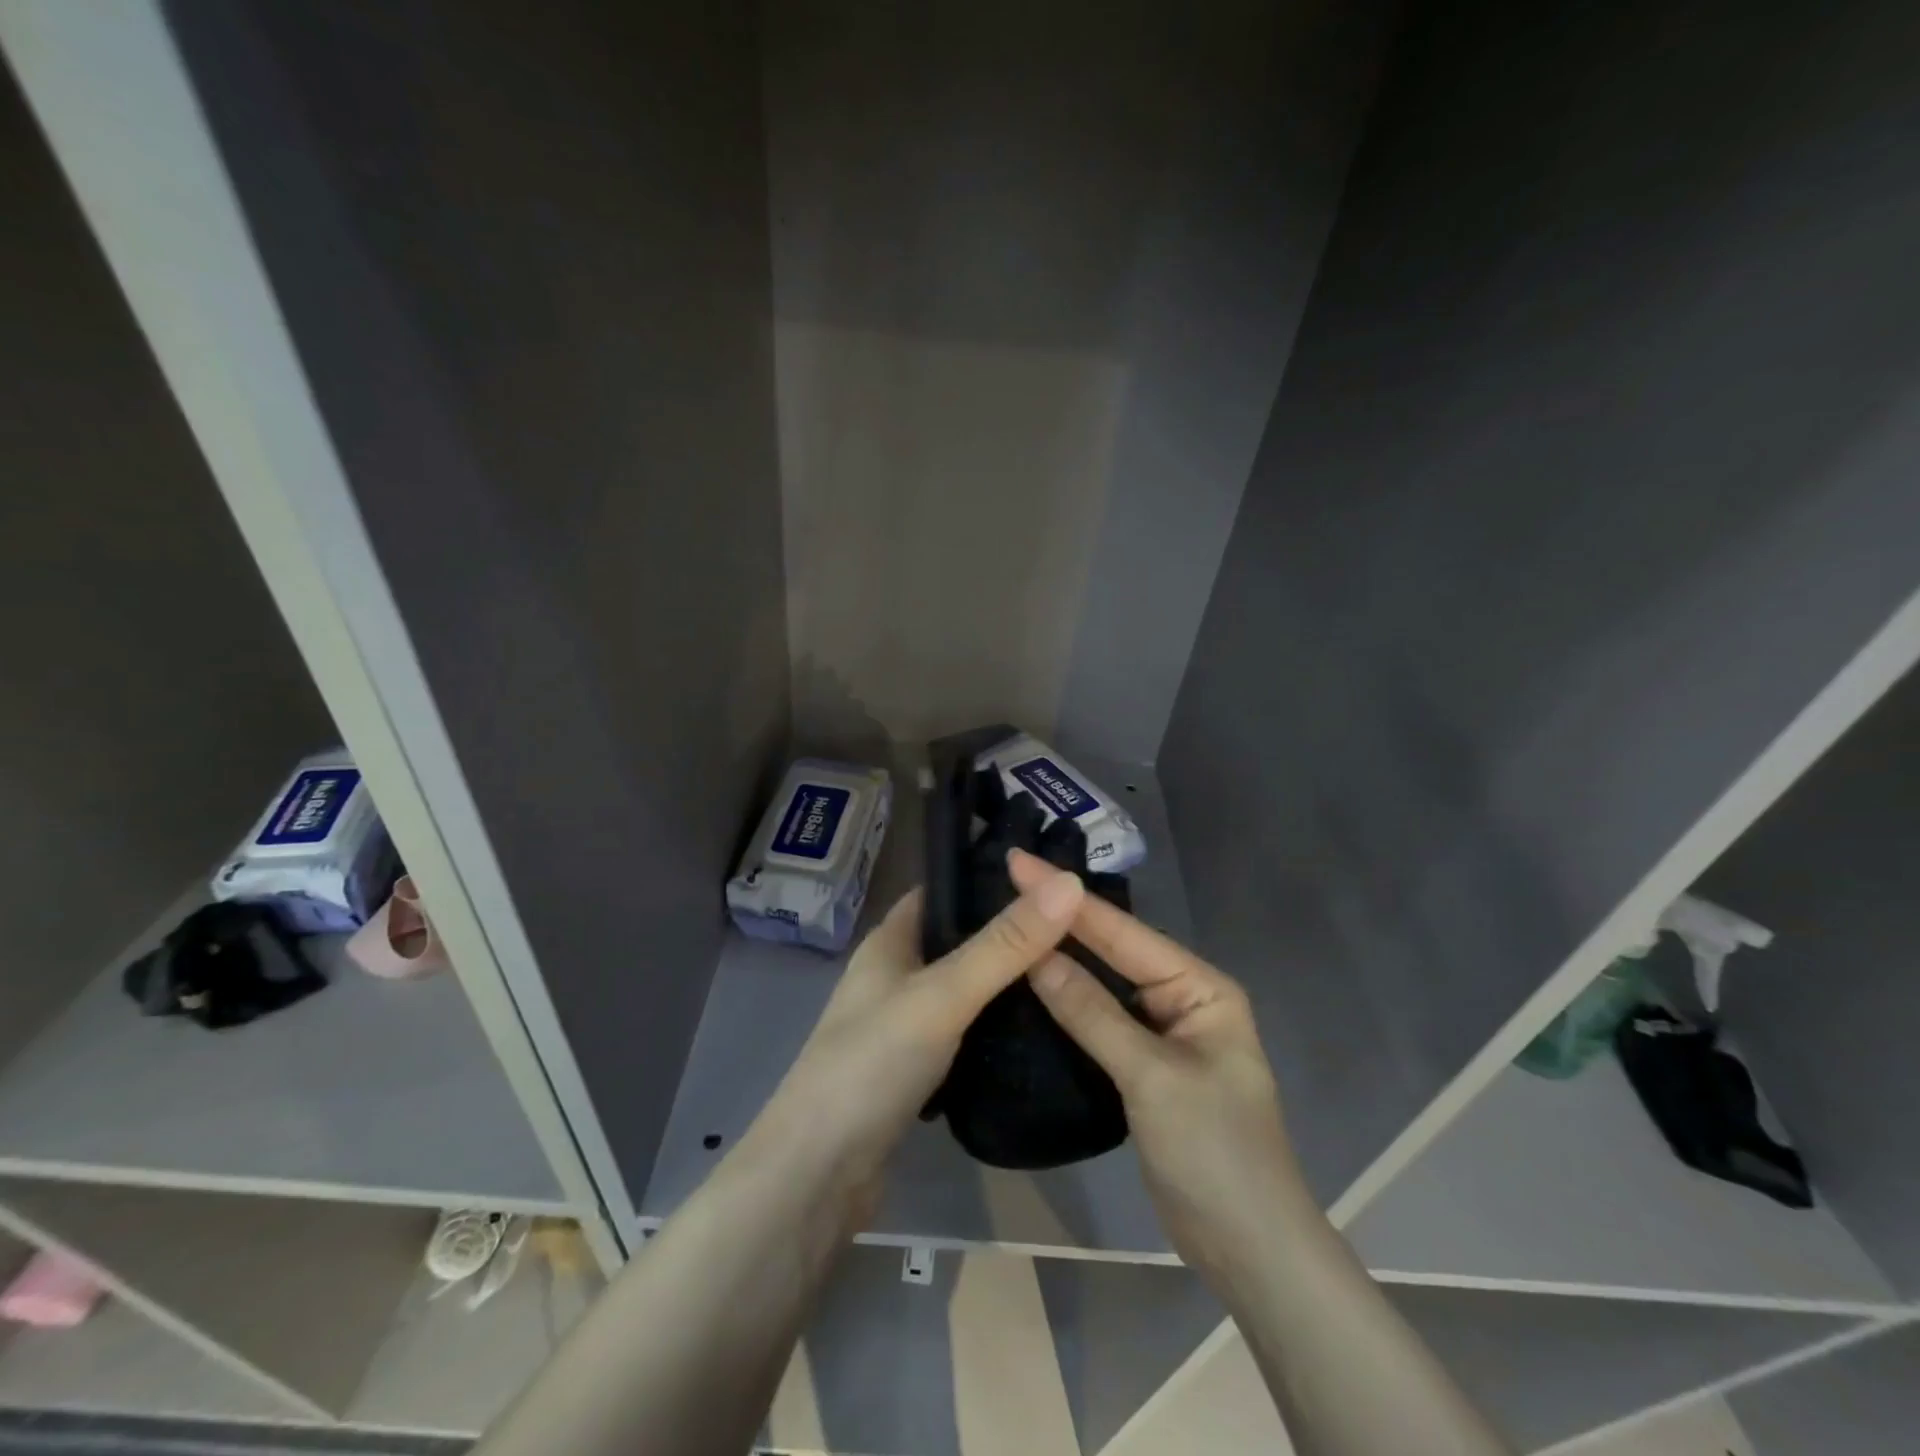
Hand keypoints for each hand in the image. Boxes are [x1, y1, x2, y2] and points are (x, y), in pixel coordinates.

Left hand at [753, 864, 1086, 1222]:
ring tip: (1073, 973)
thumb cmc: (872, 1064)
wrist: (817, 1177)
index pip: (945, 890)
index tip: (1054, 877)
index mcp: (890, 941)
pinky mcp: (915, 1072)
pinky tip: (1040, 1032)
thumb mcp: (943, 995)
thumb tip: (1069, 883)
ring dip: (1007, 983)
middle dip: (1011, 934)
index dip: (992, 879)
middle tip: (1079, 928)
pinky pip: (966, 1034)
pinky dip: (996, 1028)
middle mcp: (895, 975)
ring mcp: (903, 1026)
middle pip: (960, 940)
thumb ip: (1005, 945)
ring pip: (966, 990)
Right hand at [1009, 848, 1314, 1281]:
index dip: (1068, 899)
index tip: (1019, 863)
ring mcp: (1163, 1031)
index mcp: (1200, 986)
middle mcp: (1182, 997)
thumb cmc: (1214, 1153)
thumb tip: (1036, 956)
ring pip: (1104, 984)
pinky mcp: (1144, 1064)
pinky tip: (1033, 984)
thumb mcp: (1152, 1077)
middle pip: (1113, 951)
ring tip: (1012, 921)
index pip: (1123, 933)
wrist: (1250, 1250)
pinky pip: (1101, 1019)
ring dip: (1063, 958)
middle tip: (1008, 881)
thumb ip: (1093, 1014)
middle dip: (1063, 919)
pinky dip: (1069, 1001)